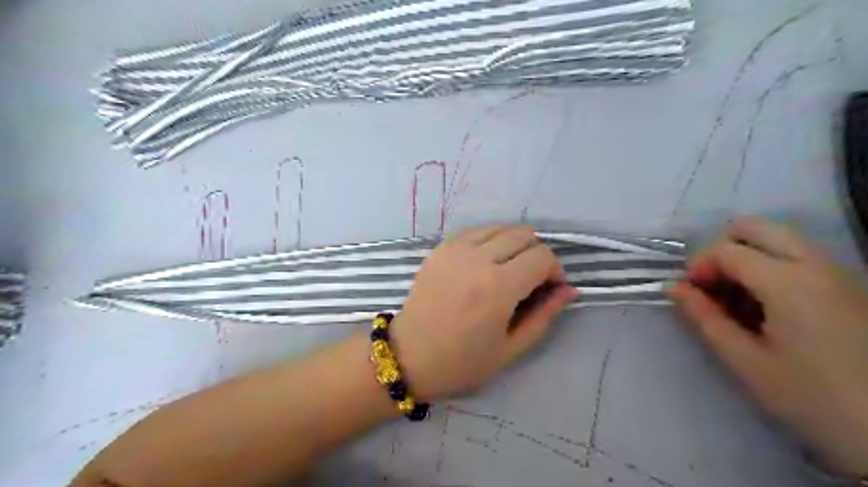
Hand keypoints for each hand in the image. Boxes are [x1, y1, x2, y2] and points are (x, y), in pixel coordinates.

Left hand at [392, 224, 578, 398]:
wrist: (409, 356)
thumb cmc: (462, 362)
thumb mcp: (511, 348)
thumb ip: (544, 315)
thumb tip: (569, 290)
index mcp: (498, 288)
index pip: (542, 256)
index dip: (554, 270)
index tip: (549, 289)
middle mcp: (477, 260)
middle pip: (523, 234)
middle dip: (536, 253)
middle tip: (530, 279)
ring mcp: (455, 250)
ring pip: (499, 227)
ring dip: (513, 243)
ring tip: (508, 268)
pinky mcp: (439, 249)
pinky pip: (474, 230)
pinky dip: (489, 239)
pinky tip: (485, 261)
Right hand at [670, 218, 867, 474]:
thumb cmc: (813, 399)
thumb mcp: (746, 362)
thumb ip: (705, 318)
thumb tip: (674, 289)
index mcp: (789, 283)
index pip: (727, 249)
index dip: (697, 266)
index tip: (689, 295)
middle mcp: (816, 265)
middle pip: (756, 227)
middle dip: (722, 249)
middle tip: (711, 284)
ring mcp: (838, 273)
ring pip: (779, 238)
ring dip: (746, 256)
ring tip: (735, 295)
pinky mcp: (849, 286)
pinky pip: (798, 255)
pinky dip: (770, 265)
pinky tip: (765, 303)